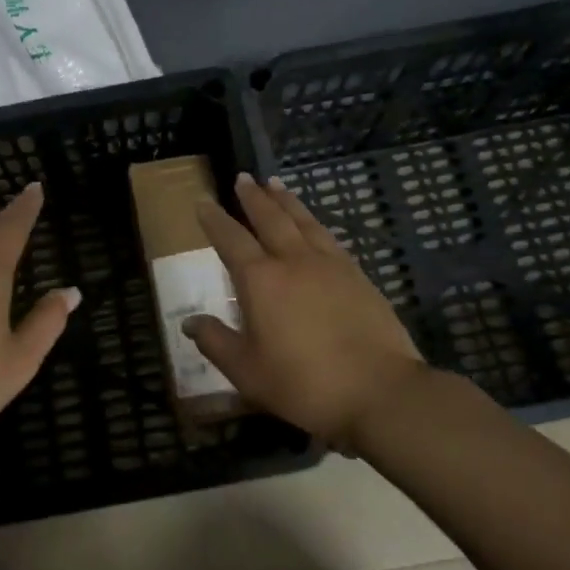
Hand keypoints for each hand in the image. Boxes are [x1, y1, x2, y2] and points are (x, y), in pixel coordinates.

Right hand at [186, 174, 426, 448]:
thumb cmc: (305, 383)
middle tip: (243, 178)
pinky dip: (314, 223)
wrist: (380, 391)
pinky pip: (329, 237)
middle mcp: (294, 260)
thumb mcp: (247, 372)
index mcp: (261, 280)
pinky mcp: (358, 275)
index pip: (231, 239)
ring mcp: (331, 264)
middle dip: (253, 197)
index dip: (214, 219)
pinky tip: (314, 225)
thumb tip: (189, 321)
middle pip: (270, 218)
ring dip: (286, 200)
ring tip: (275, 184)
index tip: (203, 201)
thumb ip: (216, 342)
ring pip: (303, 221)